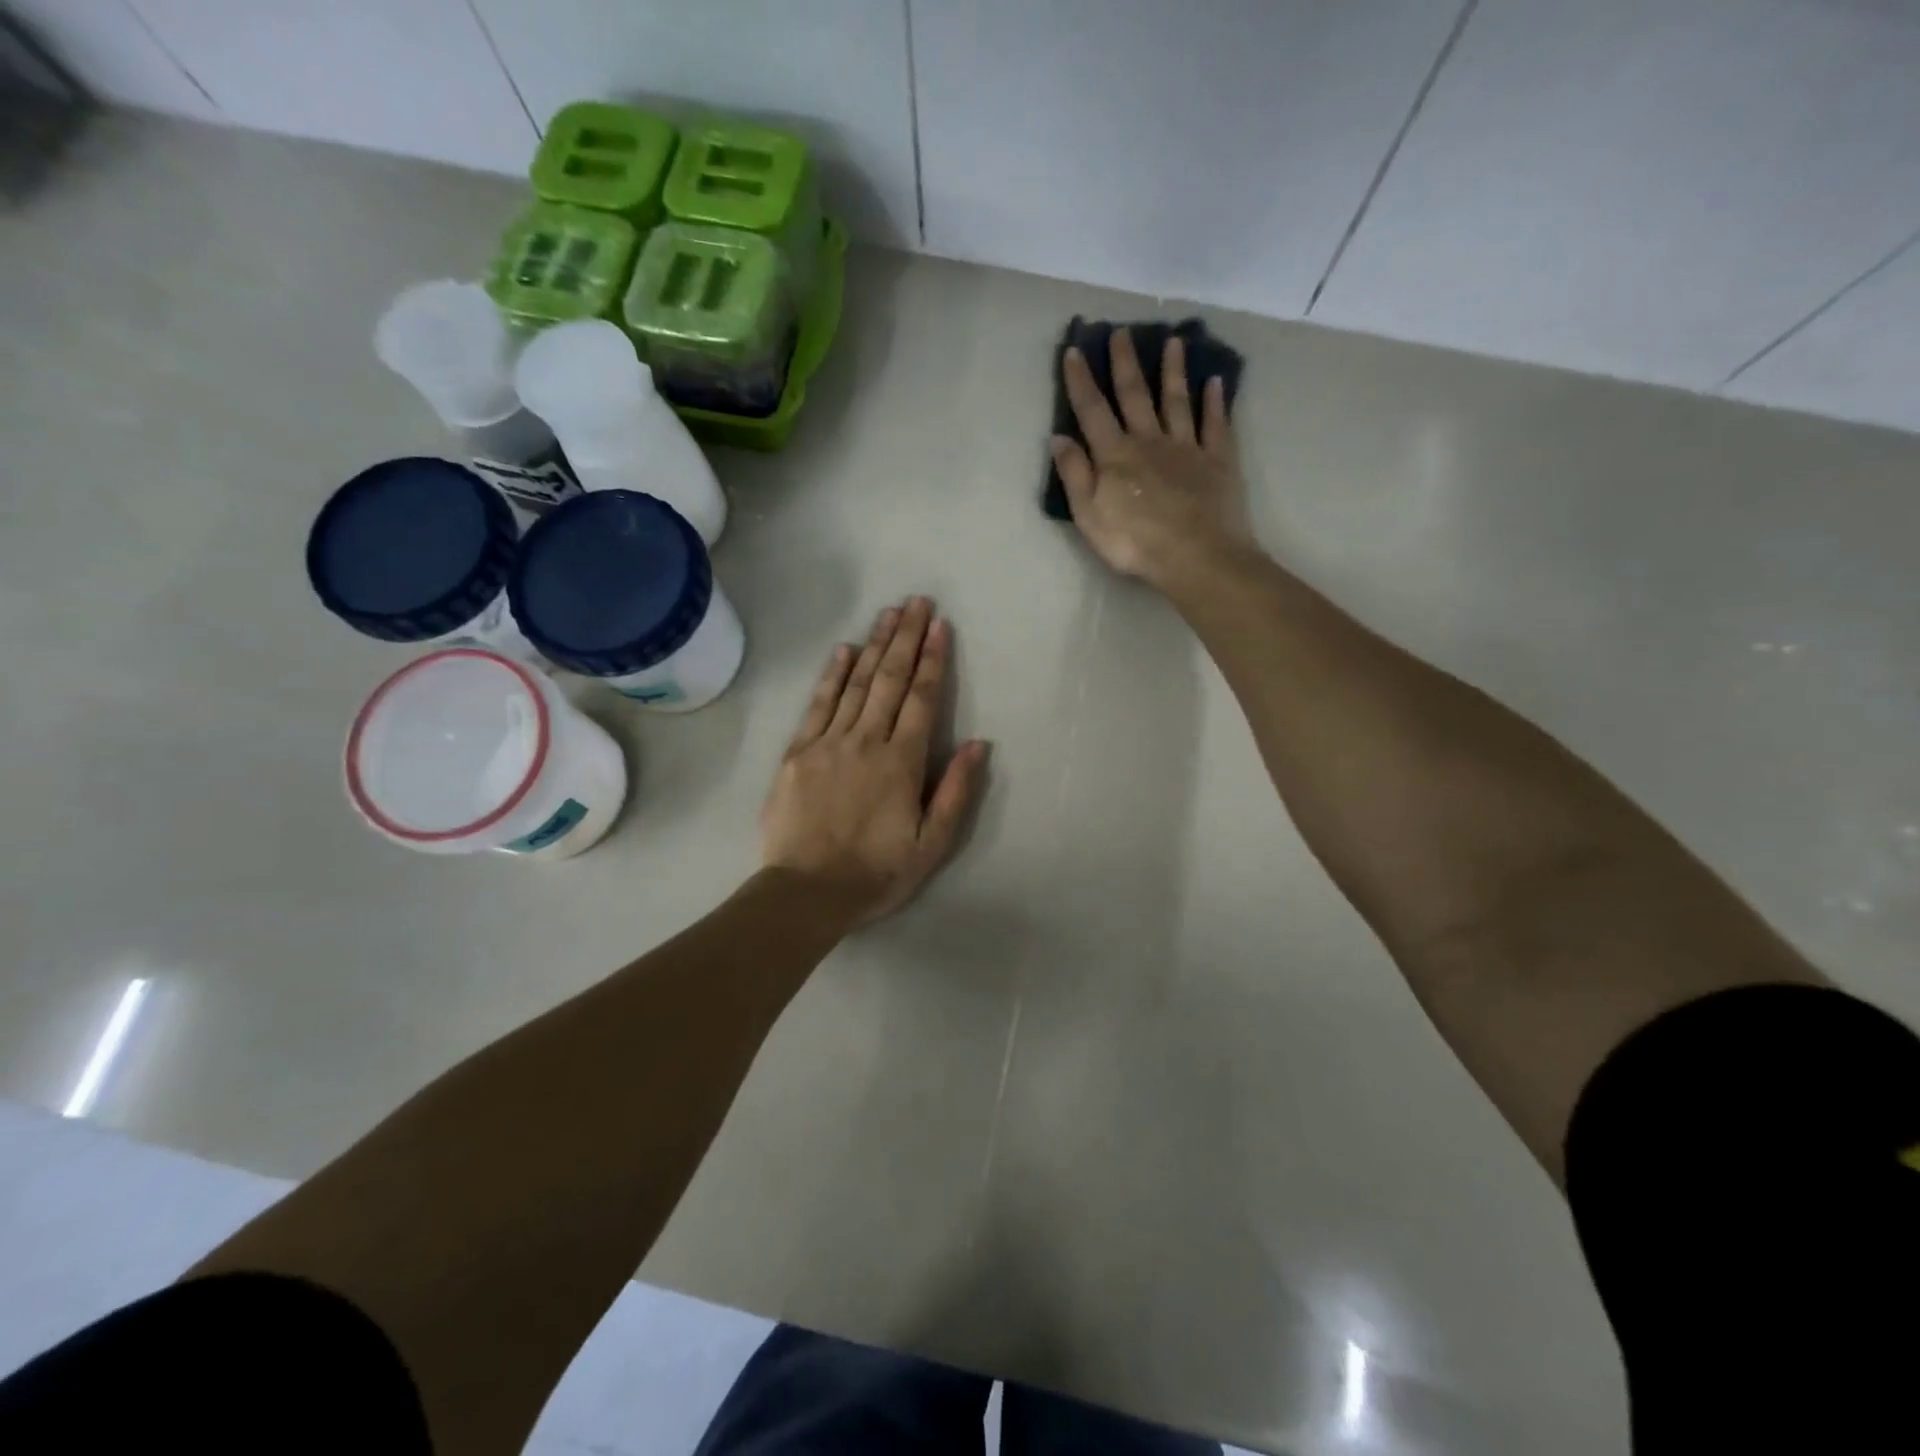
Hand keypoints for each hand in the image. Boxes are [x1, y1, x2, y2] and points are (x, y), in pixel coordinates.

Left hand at [762, 598, 989, 922]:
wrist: (805, 892)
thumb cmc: (875, 872)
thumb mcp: (930, 845)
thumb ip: (955, 792)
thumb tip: (978, 745)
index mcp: (901, 762)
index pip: (922, 698)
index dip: (934, 660)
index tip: (940, 626)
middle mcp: (866, 740)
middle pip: (890, 679)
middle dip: (907, 638)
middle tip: (917, 602)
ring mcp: (828, 742)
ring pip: (856, 683)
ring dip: (875, 645)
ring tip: (889, 613)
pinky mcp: (797, 752)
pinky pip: (818, 704)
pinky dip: (832, 675)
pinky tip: (844, 650)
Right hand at [1050, 329, 1253, 588]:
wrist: (1195, 556)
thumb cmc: (1134, 542)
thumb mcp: (1089, 515)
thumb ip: (1074, 475)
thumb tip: (1059, 437)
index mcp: (1115, 456)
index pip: (1092, 411)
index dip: (1081, 381)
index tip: (1075, 351)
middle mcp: (1149, 441)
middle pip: (1135, 395)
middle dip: (1125, 363)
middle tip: (1121, 332)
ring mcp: (1187, 448)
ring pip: (1177, 401)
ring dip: (1173, 371)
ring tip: (1174, 341)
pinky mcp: (1217, 460)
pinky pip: (1216, 424)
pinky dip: (1215, 402)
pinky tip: (1215, 382)